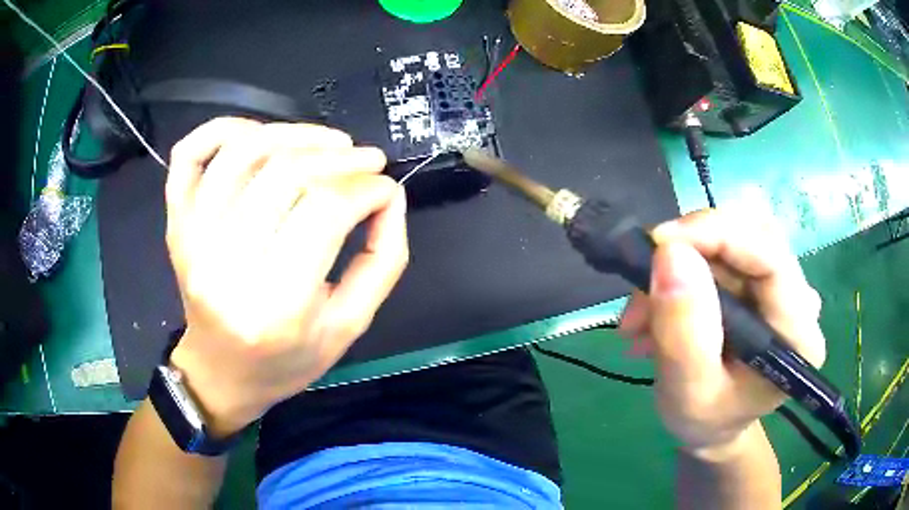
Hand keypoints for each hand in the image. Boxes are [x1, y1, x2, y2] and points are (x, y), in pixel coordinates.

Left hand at [164, 118, 408, 436]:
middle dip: (341, 157)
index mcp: (276, 305)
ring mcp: (192, 238)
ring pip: (242, 152)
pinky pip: (189, 155)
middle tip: (368, 160)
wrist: (220, 373)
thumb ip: (382, 259)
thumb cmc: (285, 360)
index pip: (326, 210)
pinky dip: (222, 128)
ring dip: (294, 133)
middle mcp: (226, 265)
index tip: (386, 188)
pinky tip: (258, 133)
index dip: (367, 188)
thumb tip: (389, 196)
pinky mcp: (176, 223)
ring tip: (328, 142)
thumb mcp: (349, 326)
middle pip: (286, 173)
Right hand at [619, 209, 825, 458]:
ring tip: (643, 314)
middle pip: (752, 236)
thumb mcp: (687, 393)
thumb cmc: (706, 419)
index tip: (660, 244)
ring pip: (733, 239)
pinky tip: (659, 309)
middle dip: (693, 249)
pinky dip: (683, 271)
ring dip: (682, 264)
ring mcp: (781, 286)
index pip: (770, 257)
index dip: (718, 235)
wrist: (714, 424)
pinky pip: (722, 252)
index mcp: (798, 334)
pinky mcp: (760, 280)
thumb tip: (670, 253)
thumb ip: (683, 333)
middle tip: (645, 286)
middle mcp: (799, 299)